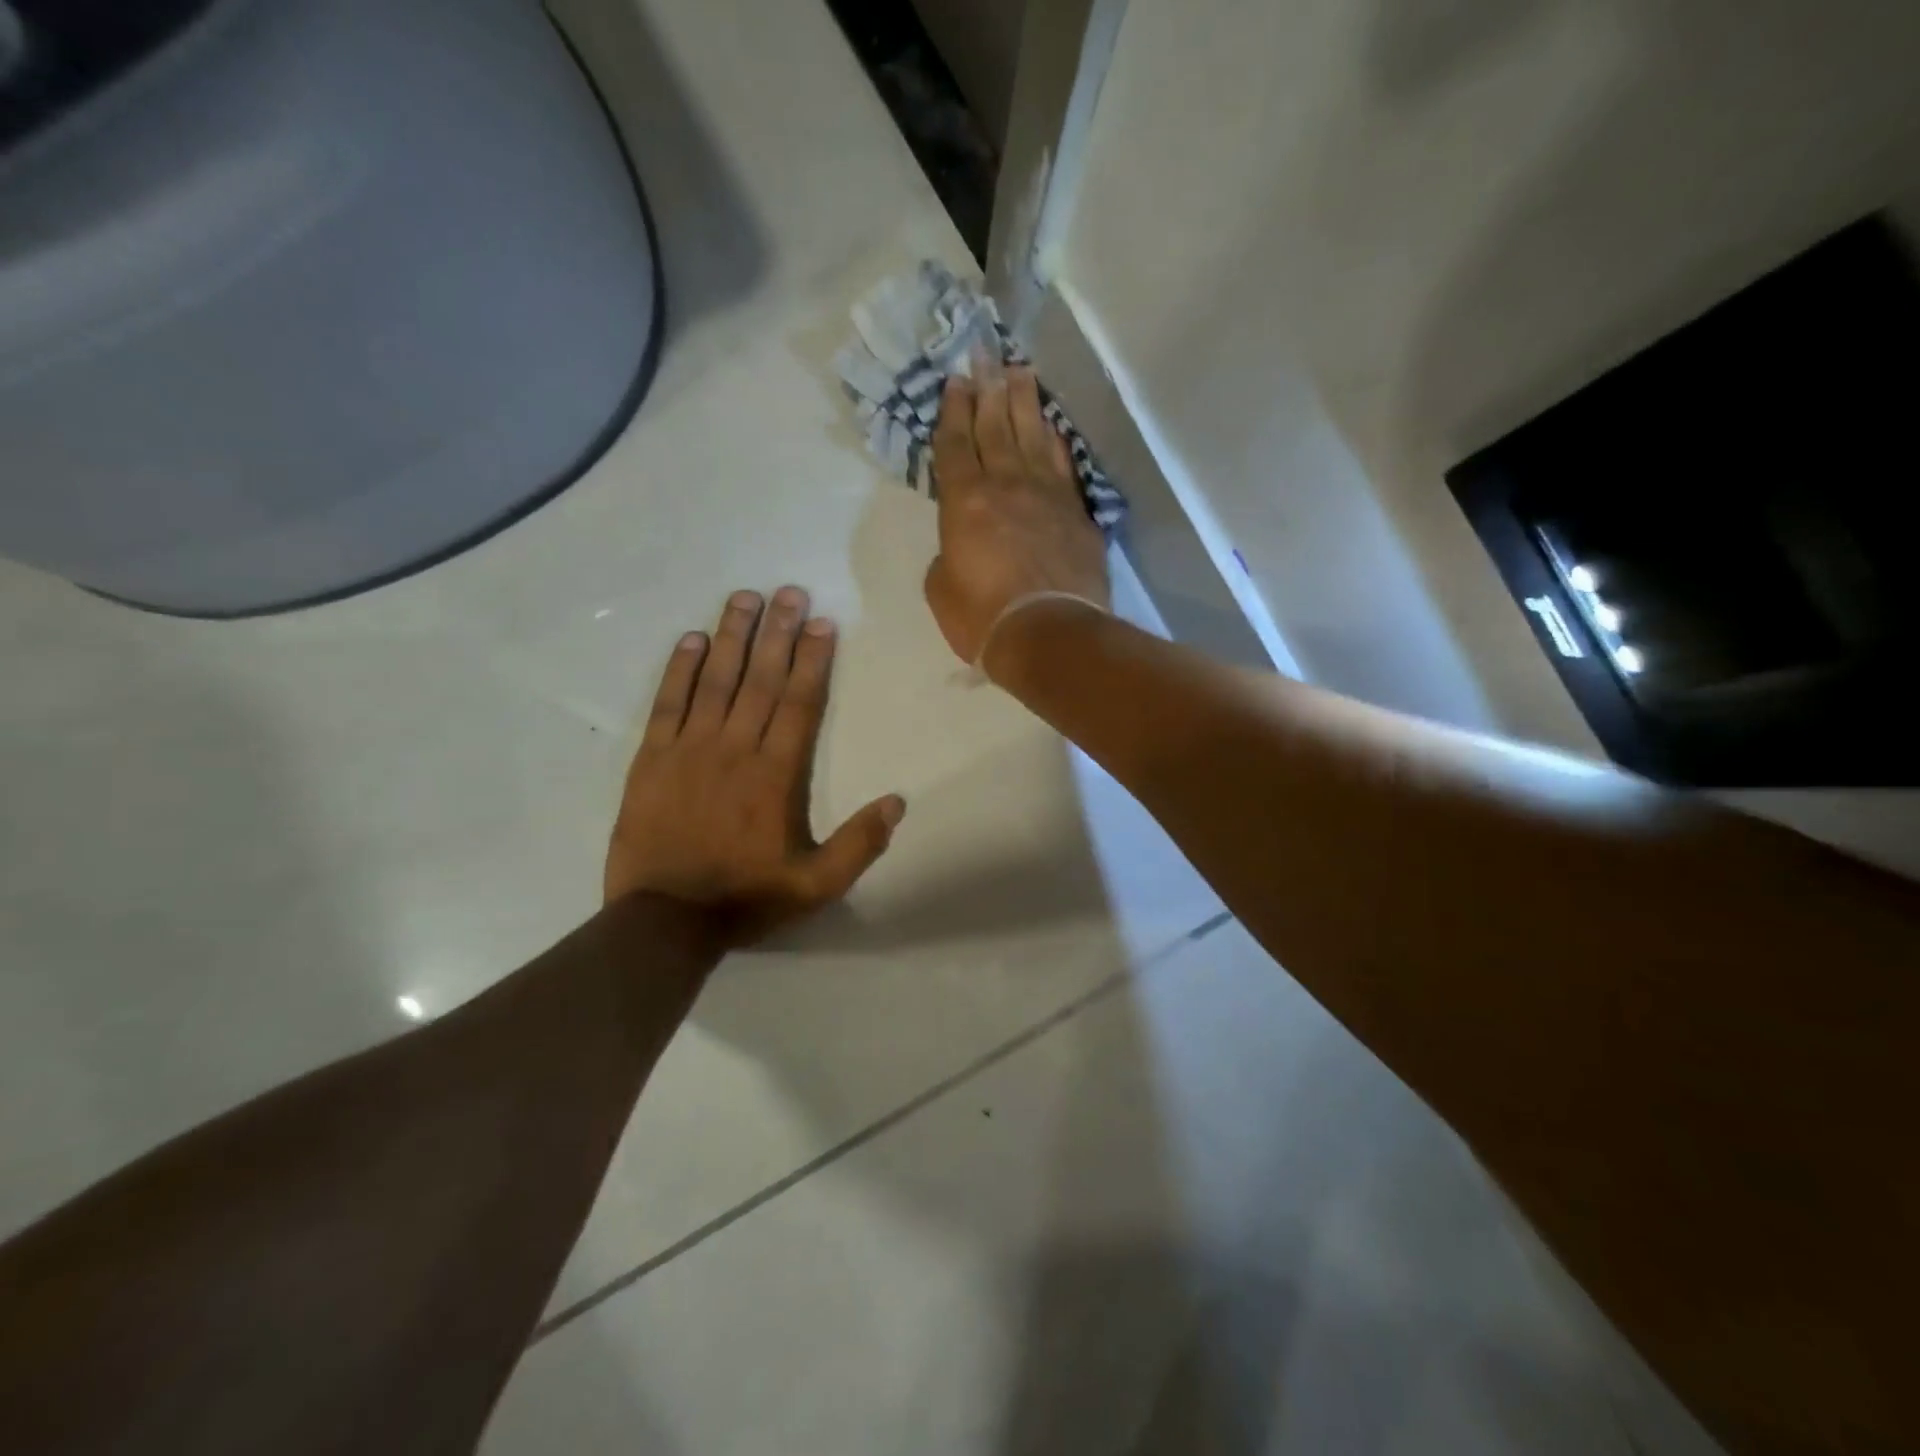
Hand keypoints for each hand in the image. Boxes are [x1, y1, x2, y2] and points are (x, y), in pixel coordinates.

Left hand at [606, 587, 904, 946]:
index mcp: (775, 775)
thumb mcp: (816, 886)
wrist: (663, 921)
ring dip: (732, 636)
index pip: (798, 703)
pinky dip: (680, 669)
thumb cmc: (745, 898)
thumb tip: (897, 802)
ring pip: (715, 681)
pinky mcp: (652, 759)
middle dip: (777, 631)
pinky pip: (667, 703)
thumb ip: (859, 844)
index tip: (821, 622)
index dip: (812, 659)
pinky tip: (692, 639)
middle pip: (760, 679)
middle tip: (788, 590)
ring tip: (745, 597)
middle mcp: (735, 749)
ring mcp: (689, 750)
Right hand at [924, 365, 1109, 669]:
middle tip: (984, 355)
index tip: (955, 382)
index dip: (953, 413)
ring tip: (1018, 371)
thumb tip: (961, 546)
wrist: (1048, 634)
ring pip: (1032, 437)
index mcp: (964, 502)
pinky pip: (1062, 466)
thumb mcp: (941, 590)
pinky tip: (1051, 427)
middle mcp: (1006, 486)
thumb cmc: (982, 617)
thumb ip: (948, 556)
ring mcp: (1047, 496)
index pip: (955, 446)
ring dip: (1024, 402)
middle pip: (995, 428)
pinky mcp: (1076, 514)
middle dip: (987, 389)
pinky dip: (1055, 442)